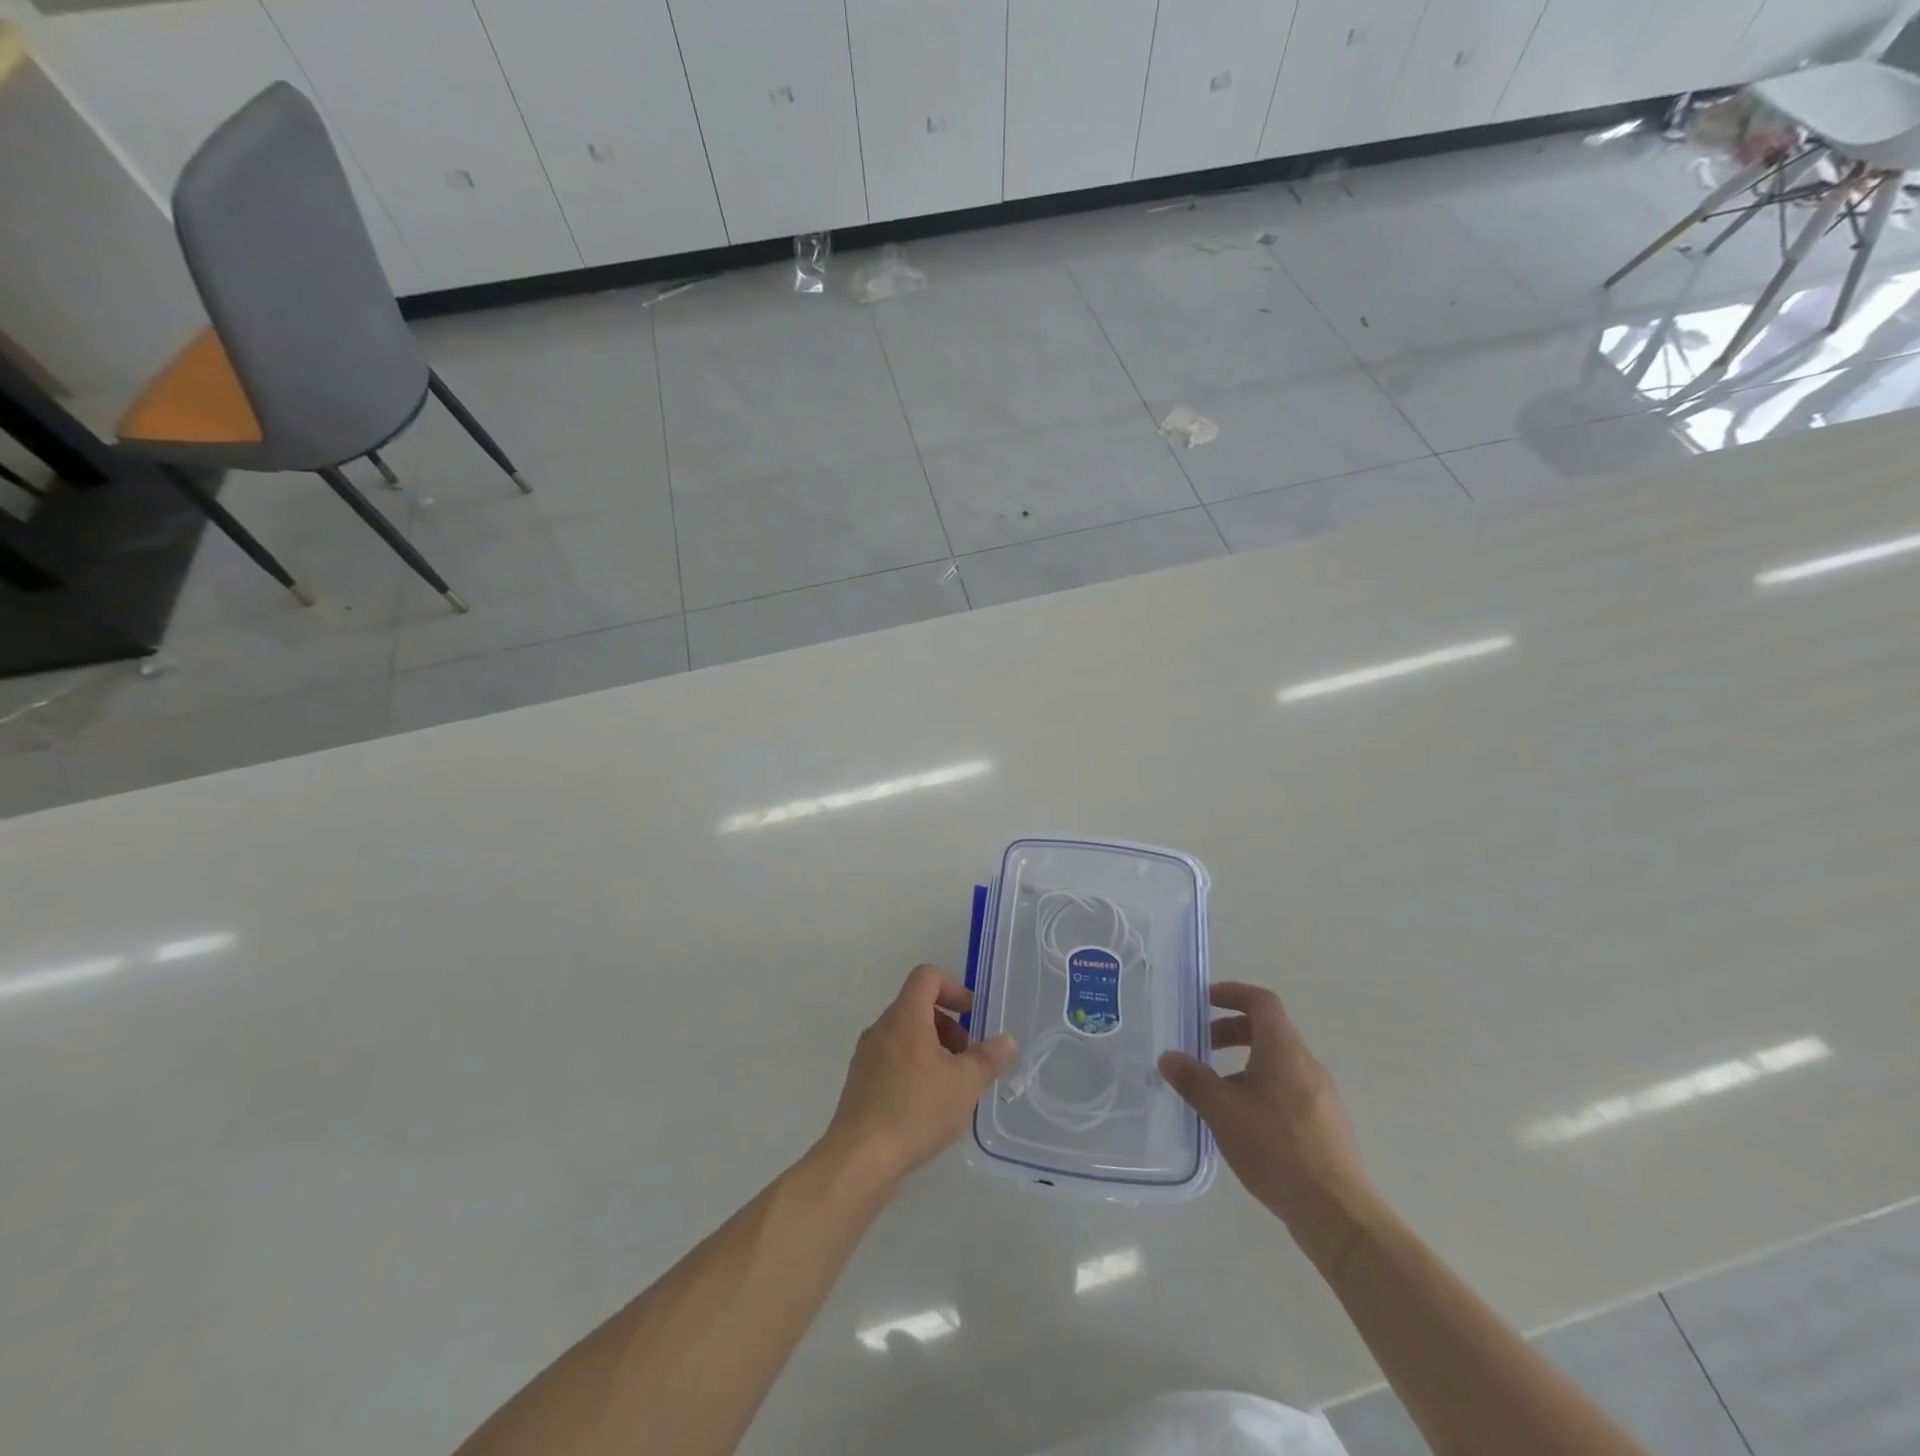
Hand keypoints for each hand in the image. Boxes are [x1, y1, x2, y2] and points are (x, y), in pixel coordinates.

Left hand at [821, 965, 1018, 1190]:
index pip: (926, 977)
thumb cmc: (916, 1110)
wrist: (859, 1159)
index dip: (953, 987)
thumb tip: (1006, 1041)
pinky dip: (915, 1067)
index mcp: (905, 1017)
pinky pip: (892, 1059)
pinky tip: (928, 1105)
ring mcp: (866, 1056)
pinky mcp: (860, 1083)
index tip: (971, 1014)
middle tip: (968, 1058)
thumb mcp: (965, 1084)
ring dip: (933, 1048)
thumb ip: (989, 1058)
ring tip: (952, 1086)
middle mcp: (881, 1028)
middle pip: (917, 1006)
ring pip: (905, 1035)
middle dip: (948, 1025)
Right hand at [1159, 982, 1376, 1262]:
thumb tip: (1168, 1057)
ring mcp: (1322, 1095)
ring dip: (1246, 1062)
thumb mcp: (1222, 1111)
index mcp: (1284, 1050)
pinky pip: (1291, 1088)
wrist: (1337, 1212)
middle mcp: (1307, 1064)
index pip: (1262, 1002)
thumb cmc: (1276, 1148)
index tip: (1205, 1000)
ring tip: (1219, 1090)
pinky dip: (1264, 1087)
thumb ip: (1193, 1080)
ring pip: (1280, 1062)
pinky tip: (1247, 1122)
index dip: (1233, 993)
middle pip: (1269, 1030)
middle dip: (1232, 1031)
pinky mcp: (1328, 1124)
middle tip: (1203, 1046)